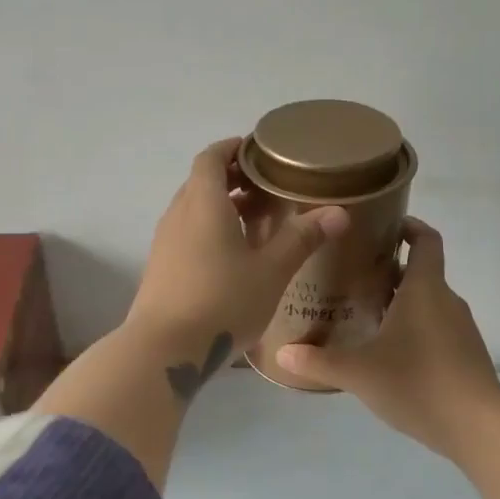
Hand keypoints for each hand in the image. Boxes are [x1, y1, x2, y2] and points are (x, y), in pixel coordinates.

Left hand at [126, 138, 349, 358]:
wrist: (164, 351)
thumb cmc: (222, 302)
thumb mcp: (271, 271)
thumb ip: (302, 238)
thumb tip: (338, 212)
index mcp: (203, 203)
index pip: (211, 158)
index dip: (232, 148)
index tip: (258, 151)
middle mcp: (178, 215)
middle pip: (202, 183)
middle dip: (233, 179)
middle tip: (269, 187)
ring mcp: (164, 243)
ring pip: (194, 211)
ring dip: (222, 207)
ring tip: (258, 221)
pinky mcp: (161, 269)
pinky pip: (187, 235)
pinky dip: (210, 231)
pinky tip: (234, 258)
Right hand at [275, 219, 499, 459]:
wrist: (478, 427)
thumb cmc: (418, 383)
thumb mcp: (359, 373)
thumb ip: (319, 361)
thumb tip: (282, 353)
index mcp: (424, 289)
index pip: (426, 240)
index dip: (409, 226)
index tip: (383, 226)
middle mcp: (446, 301)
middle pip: (421, 273)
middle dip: (390, 271)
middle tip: (353, 276)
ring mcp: (460, 329)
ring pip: (428, 303)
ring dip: (401, 302)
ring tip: (365, 314)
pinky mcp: (465, 355)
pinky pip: (436, 328)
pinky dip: (414, 329)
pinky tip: (389, 353)